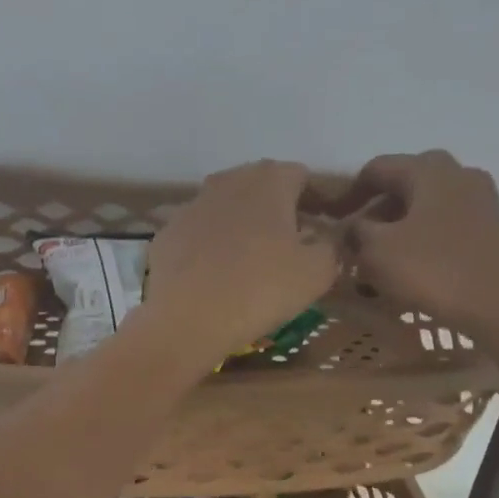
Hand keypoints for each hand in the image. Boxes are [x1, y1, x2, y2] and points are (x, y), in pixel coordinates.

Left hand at [139, 160, 337, 367]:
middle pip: (261, 187)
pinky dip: (210, 248)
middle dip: (277, 210)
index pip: (302, 177)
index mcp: (270, 180)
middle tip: (289, 245)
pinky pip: (198, 235)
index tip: (323, 228)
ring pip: (226, 209)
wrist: (186, 320)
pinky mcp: (166, 234)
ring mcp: (192, 205)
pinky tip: (214, 277)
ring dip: (241, 227)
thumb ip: (332, 248)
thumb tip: (329, 240)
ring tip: (250, 262)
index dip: (316, 201)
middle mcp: (228, 180)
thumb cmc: (260, 290)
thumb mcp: (317, 274)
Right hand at [335, 151, 498, 339]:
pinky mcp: (492, 228)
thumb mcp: (378, 252)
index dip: (348, 194)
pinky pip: (445, 226)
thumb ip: (356, 232)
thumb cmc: (434, 271)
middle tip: (356, 243)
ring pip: (426, 207)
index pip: (376, 169)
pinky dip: (422, 241)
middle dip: (376, 212)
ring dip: (398, 230)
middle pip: (405, 185)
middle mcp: (458, 173)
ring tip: (381, 263)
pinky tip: (413, 270)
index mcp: (428, 169)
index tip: (331, 220)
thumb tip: (351, 226)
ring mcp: (481, 200)